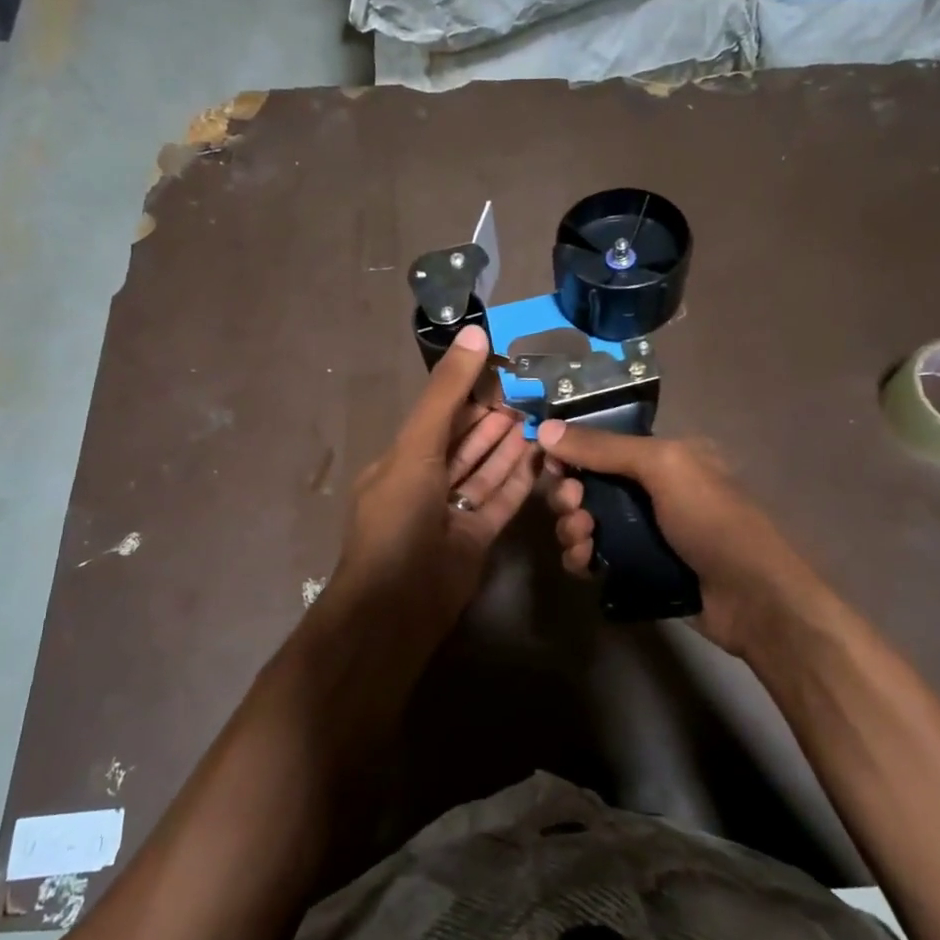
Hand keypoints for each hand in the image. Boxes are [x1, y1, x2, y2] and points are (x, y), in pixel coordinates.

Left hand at [328, 325, 538, 633]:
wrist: (398, 606)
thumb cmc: (399, 520)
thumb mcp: (416, 449)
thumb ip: (446, 394)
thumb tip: (474, 334)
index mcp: (401, 461)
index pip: (439, 417)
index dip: (469, 393)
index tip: (503, 371)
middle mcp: (425, 484)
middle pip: (464, 443)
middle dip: (493, 419)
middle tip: (531, 394)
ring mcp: (451, 513)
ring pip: (484, 471)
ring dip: (509, 446)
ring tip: (540, 419)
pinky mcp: (476, 537)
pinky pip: (500, 501)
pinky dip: (519, 479)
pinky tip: (541, 456)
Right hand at [537, 421, 830, 659]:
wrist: (752, 598)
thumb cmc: (713, 520)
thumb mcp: (664, 468)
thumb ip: (604, 448)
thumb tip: (545, 429)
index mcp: (662, 456)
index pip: (602, 444)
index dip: (571, 451)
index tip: (550, 463)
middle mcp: (649, 489)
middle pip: (587, 483)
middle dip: (568, 493)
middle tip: (573, 506)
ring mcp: (641, 531)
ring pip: (584, 521)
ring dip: (571, 526)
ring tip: (582, 537)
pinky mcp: (634, 568)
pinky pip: (592, 556)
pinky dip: (581, 557)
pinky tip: (585, 563)